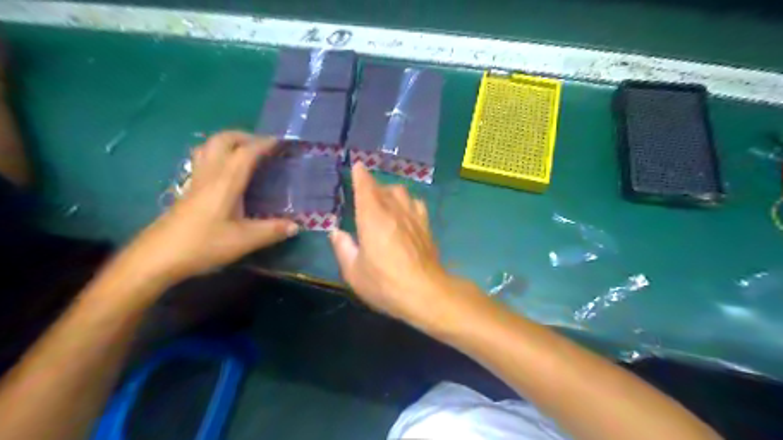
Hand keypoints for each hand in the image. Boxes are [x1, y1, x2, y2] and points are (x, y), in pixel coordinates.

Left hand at [120, 131, 300, 284]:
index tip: (281, 141)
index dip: (264, 144)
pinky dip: (218, 155)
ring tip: (245, 152)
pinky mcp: (188, 191)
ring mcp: (195, 182)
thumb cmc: (202, 245)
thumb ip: (272, 231)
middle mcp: (209, 176)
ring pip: (208, 147)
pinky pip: (203, 160)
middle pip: (222, 140)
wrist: (156, 258)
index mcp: (225, 183)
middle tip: (262, 145)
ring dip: (228, 142)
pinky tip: (227, 173)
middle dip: (244, 136)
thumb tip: (296, 226)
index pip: (245, 153)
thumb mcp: (243, 241)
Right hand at [328, 164, 460, 329]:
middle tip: (364, 192)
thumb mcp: (354, 272)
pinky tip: (405, 212)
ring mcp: (413, 217)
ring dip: (390, 192)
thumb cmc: (385, 283)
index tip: (357, 166)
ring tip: (384, 201)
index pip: (365, 187)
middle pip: (383, 188)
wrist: (425, 292)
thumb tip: (336, 232)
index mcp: (372, 217)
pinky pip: (416, 204)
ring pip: (401, 192)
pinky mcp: (426, 226)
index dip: (360, 175)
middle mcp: (394, 210)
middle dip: (372, 185)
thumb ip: (343, 248)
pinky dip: (408, 202)